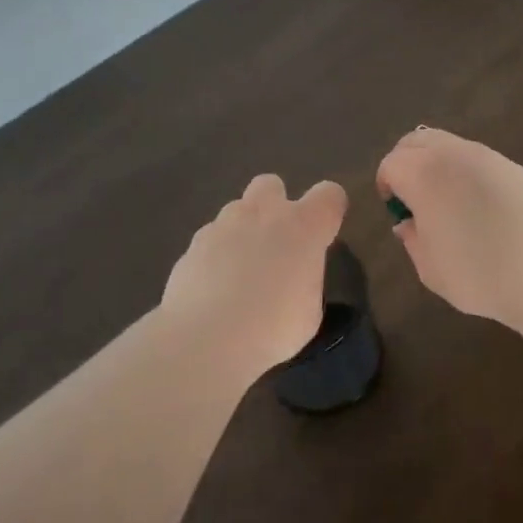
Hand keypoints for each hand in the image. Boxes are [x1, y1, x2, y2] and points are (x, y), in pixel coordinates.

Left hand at [162, 174, 347, 371]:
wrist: (205, 338)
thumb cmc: (273, 327)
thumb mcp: (309, 312)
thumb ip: (305, 281)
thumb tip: (293, 279)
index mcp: (304, 226)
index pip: (329, 194)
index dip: (330, 209)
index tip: (325, 233)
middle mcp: (263, 214)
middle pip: (271, 184)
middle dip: (275, 204)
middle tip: (275, 242)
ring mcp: (223, 225)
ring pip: (236, 210)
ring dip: (243, 231)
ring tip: (240, 272)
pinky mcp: (192, 244)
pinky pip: (211, 239)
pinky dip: (215, 256)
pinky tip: (213, 288)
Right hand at [376, 128, 522, 329]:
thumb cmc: (479, 274)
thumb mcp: (430, 268)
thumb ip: (412, 239)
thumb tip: (408, 223)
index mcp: (424, 174)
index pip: (391, 164)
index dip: (386, 185)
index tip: (394, 210)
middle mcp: (454, 154)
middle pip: (417, 140)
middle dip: (406, 162)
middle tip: (411, 196)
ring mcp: (488, 156)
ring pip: (449, 144)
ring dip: (437, 163)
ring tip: (445, 201)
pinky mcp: (515, 167)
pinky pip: (478, 158)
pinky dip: (465, 171)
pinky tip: (479, 206)